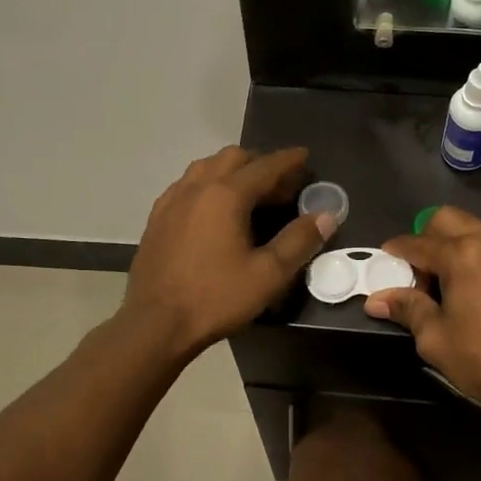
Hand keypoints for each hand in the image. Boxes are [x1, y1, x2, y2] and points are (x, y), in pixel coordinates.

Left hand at [123, 146, 336, 356]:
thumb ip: (299, 241)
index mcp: (226, 194)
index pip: (265, 166)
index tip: (305, 156)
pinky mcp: (157, 217)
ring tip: (250, 191)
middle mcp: (197, 187)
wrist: (155, 324)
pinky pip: (187, 185)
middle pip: (233, 157)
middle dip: (260, 163)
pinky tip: (214, 208)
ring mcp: (172, 200)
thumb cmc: (215, 298)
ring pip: (206, 167)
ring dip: (232, 170)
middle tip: (281, 184)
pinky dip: (208, 184)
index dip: (289, 160)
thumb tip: (326, 215)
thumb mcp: (268, 275)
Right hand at [363, 207, 480, 427]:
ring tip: (456, 283)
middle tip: (421, 270)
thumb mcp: (436, 339)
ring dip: (461, 247)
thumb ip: (407, 309)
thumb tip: (376, 300)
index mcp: (463, 255)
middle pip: (449, 219)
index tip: (385, 261)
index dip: (396, 251)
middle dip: (428, 237)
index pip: (417, 242)